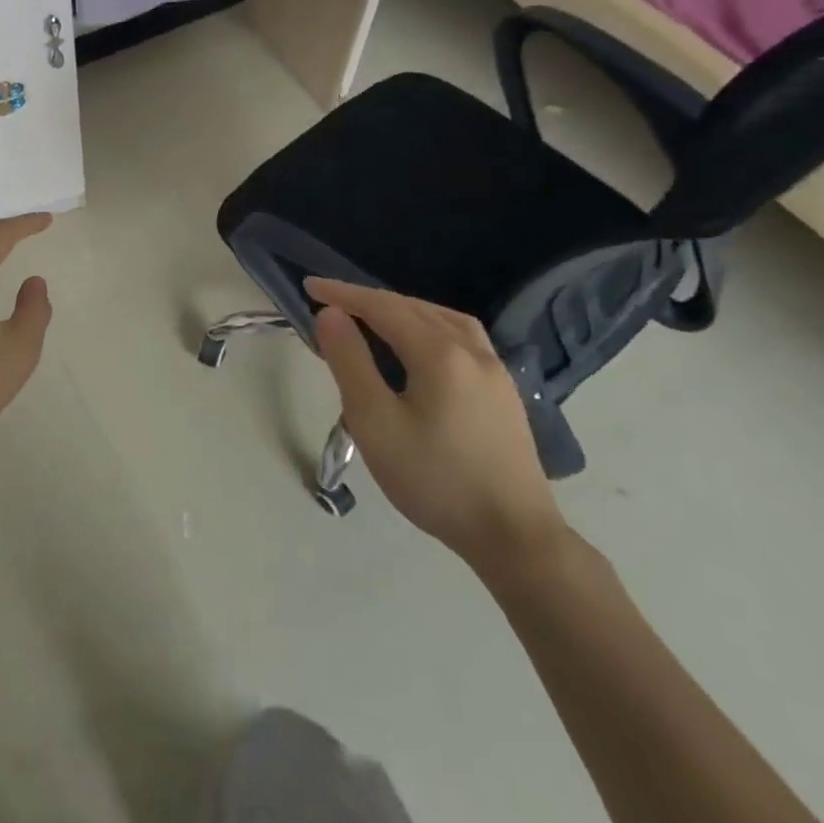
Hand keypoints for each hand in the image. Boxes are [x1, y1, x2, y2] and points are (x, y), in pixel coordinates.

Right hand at [305, 278, 567, 575]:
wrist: (514, 537)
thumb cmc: (434, 479)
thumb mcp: (374, 421)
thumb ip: (350, 361)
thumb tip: (330, 314)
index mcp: (439, 353)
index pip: (382, 306)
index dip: (342, 293)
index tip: (309, 285)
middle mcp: (472, 350)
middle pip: (413, 307)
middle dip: (368, 300)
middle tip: (330, 303)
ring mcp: (495, 370)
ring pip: (441, 318)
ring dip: (401, 309)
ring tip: (371, 317)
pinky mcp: (504, 392)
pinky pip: (461, 337)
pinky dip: (428, 325)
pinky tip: (420, 345)